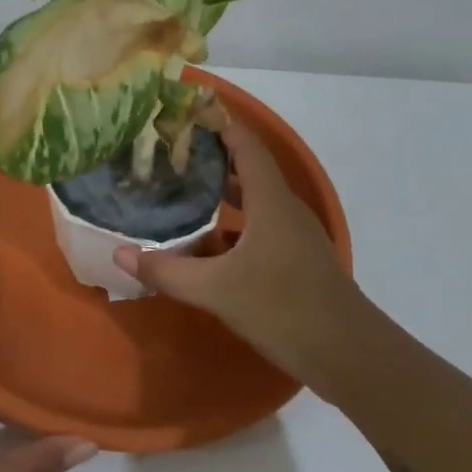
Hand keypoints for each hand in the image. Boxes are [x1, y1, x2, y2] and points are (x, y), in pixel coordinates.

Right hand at [114, 123, 367, 389]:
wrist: (351, 356)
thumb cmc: (285, 308)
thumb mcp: (217, 290)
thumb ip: (167, 271)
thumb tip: (120, 253)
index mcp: (270, 201)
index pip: (245, 144)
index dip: (218, 124)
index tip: (182, 115)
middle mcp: (284, 209)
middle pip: (247, 168)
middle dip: (210, 156)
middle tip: (168, 153)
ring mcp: (294, 235)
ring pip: (254, 199)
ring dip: (220, 190)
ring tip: (179, 188)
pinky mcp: (296, 259)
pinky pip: (259, 225)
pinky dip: (231, 222)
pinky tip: (205, 239)